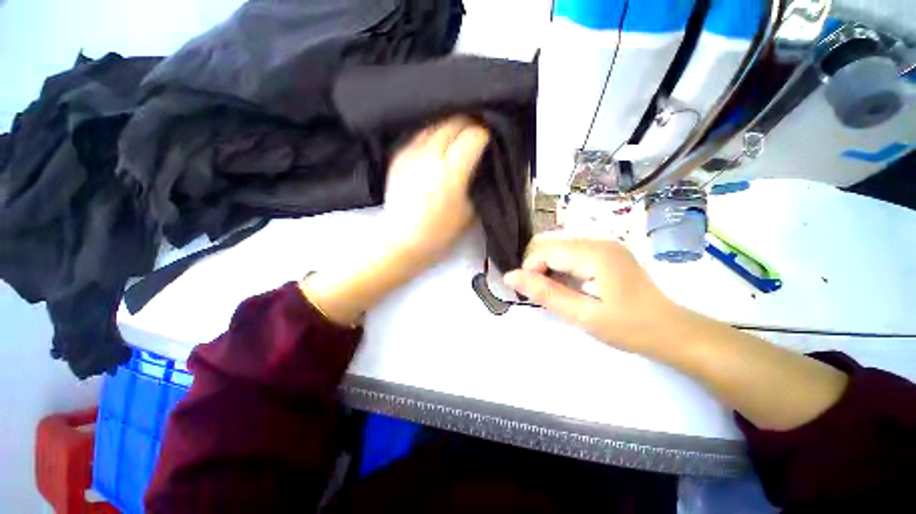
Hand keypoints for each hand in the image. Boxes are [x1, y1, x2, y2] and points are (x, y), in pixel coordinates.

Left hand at [382, 115, 489, 262]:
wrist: (403, 239)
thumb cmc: (440, 232)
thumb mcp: (470, 211)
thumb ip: (477, 183)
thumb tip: (482, 163)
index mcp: (451, 172)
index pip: (473, 136)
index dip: (484, 135)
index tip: (488, 141)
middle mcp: (430, 155)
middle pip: (454, 123)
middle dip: (470, 125)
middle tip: (476, 135)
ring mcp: (411, 153)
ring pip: (436, 124)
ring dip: (451, 127)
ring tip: (458, 138)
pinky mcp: (398, 156)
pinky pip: (420, 135)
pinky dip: (434, 135)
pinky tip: (438, 147)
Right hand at [504, 233, 677, 354]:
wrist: (670, 330)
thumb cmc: (628, 327)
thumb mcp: (582, 315)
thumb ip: (545, 293)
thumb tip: (509, 277)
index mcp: (593, 252)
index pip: (543, 249)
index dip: (530, 270)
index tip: (536, 294)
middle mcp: (596, 239)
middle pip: (547, 243)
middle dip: (536, 266)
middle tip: (545, 293)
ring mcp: (602, 242)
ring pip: (555, 245)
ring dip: (546, 266)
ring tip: (556, 290)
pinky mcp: (604, 249)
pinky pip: (568, 250)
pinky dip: (559, 265)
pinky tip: (568, 284)